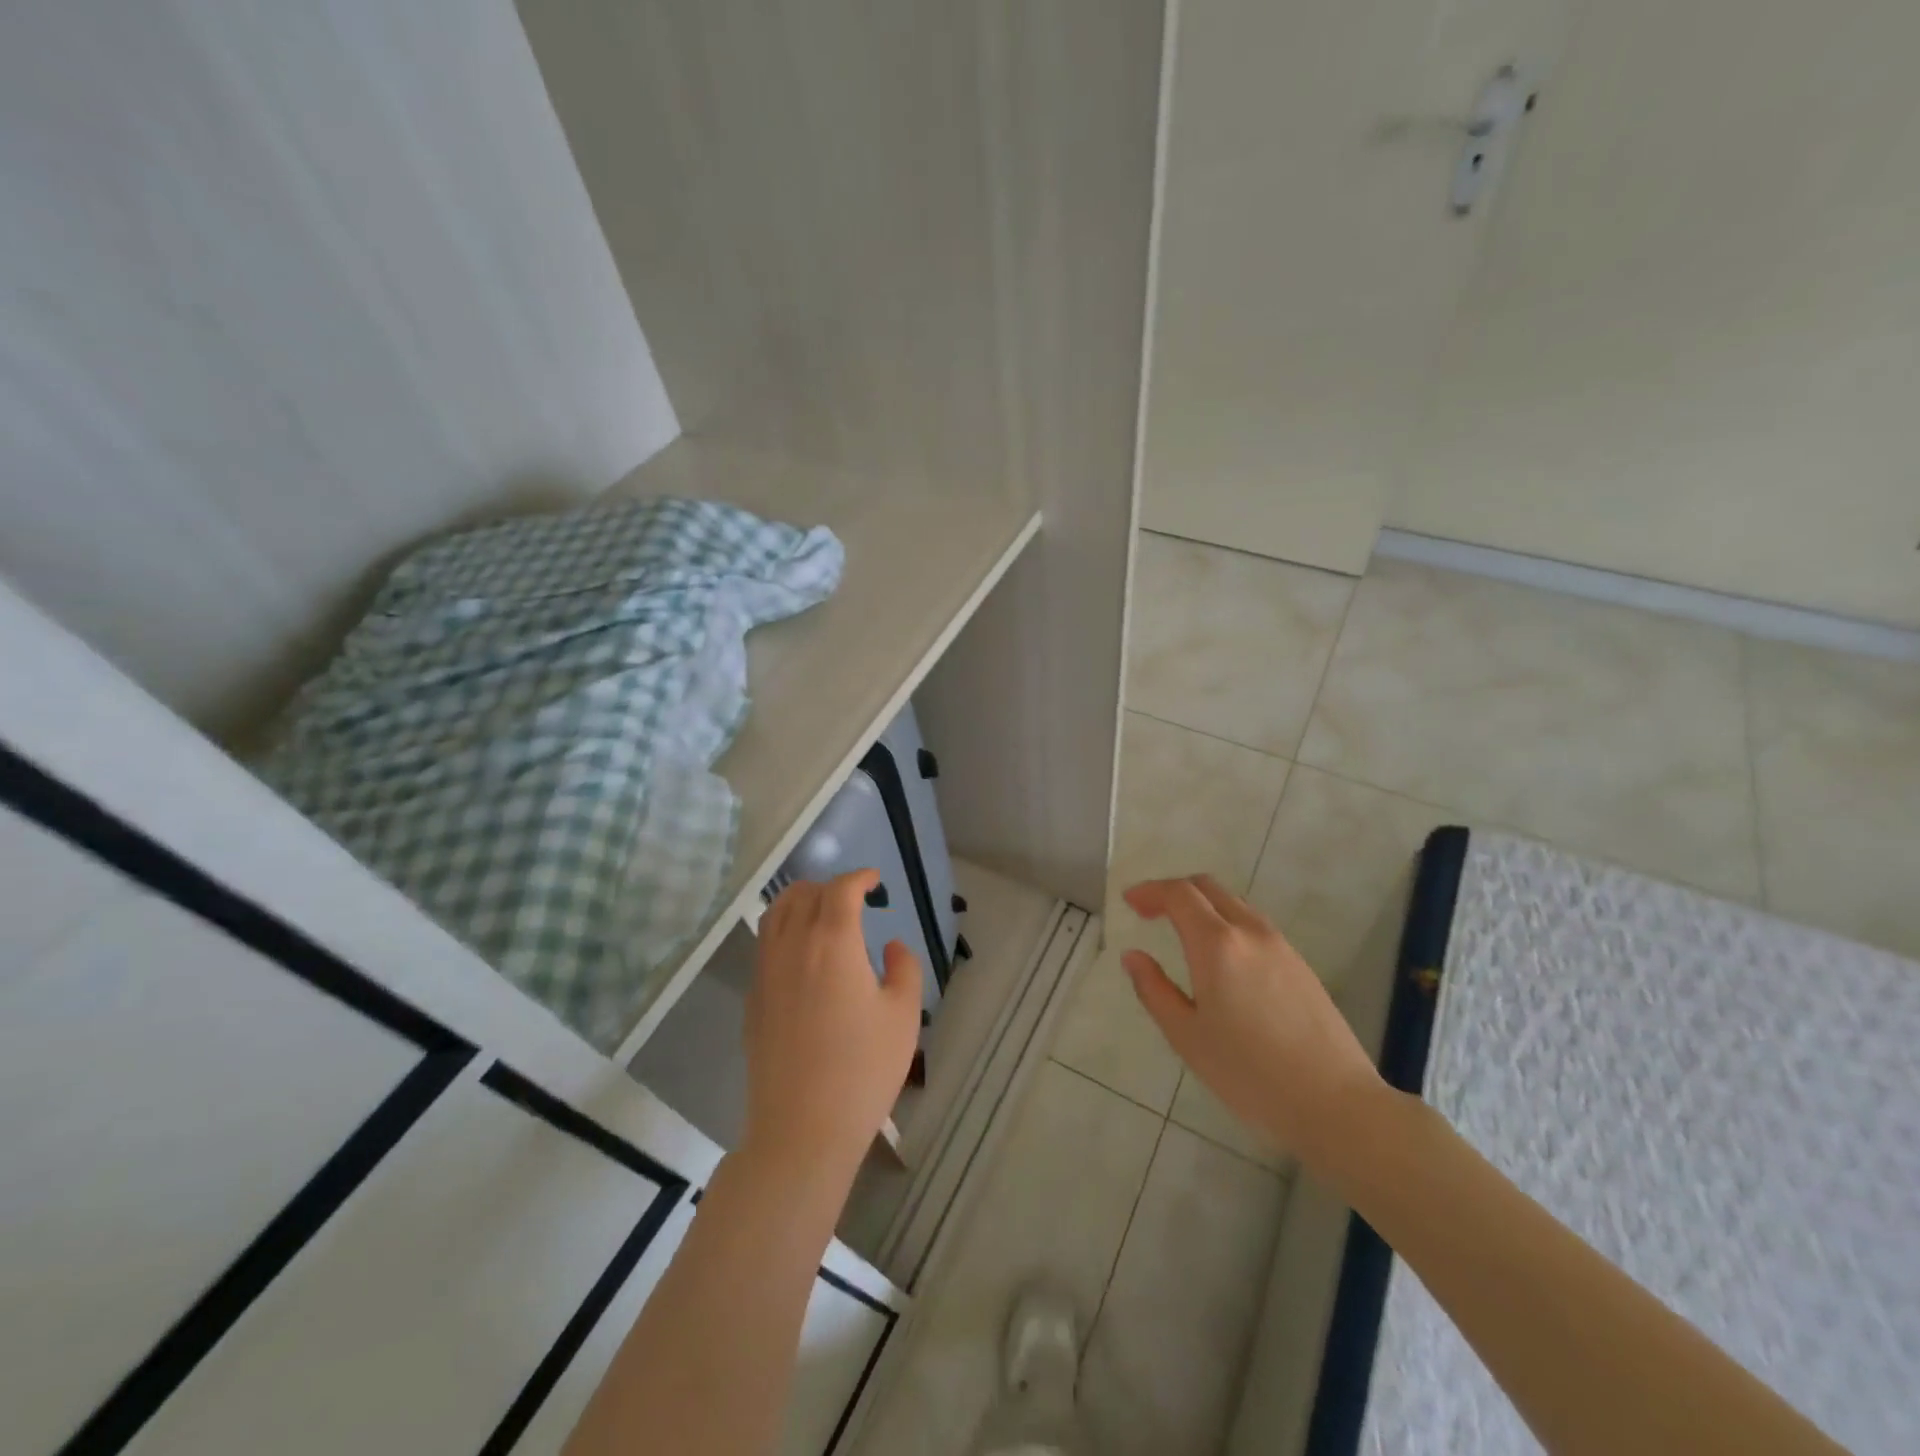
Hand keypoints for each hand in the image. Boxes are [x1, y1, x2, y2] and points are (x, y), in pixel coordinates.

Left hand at [743, 871, 922, 1189]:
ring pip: (774, 914)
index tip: (875, 880)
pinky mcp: (753, 999)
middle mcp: (793, 946)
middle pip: (802, 894)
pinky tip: (802, 956)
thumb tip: (889, 948)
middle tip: (853, 899)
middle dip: (829, 886)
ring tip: (821, 915)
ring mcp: (766, 972)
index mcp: (833, 942)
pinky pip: (764, 945)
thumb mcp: (903, 1016)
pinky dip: (782, 931)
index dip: (858, 877)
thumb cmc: (863, 1069)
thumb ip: (903, 969)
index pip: (840, 889)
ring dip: (799, 902)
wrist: (802, 1128)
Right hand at [1121, 875, 1385, 1170]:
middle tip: (1150, 913)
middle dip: (1174, 891)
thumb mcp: (1187, 1036)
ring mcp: (1280, 945)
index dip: (1150, 891)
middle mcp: (1250, 932)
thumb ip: (1154, 990)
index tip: (1129, 903)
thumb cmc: (1249, 1073)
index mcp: (1217, 944)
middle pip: (1208, 887)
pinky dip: (1227, 922)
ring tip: (1182, 933)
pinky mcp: (1300, 964)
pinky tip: (1222, 958)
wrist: (1335, 1102)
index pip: (1179, 894)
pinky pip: (1255, 925)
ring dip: (1203, 905)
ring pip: (1234, 903)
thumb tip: (1132, 957)